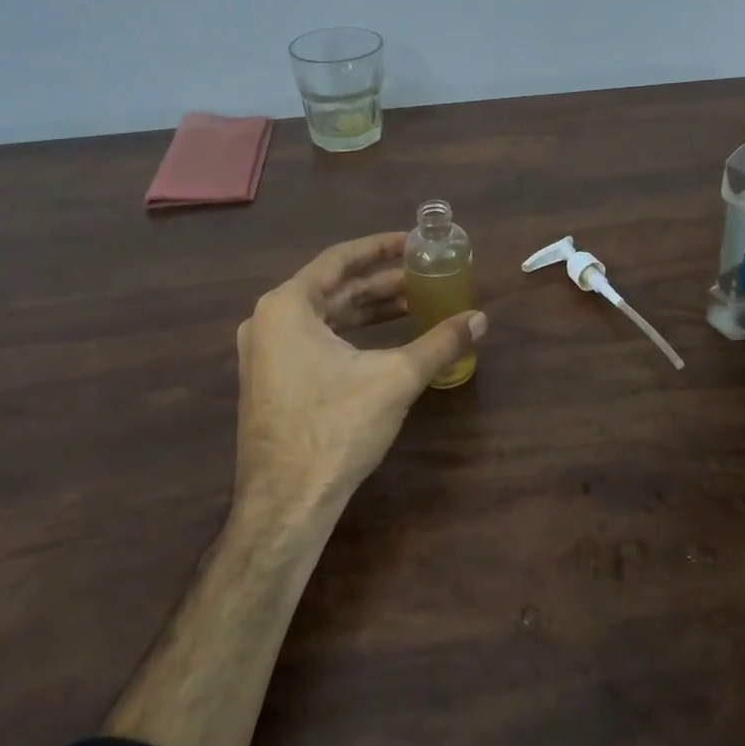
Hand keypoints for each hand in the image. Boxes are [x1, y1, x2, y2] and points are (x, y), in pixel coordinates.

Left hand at [233, 232, 485, 524]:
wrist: (286, 504)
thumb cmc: (336, 427)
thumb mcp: (396, 378)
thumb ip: (440, 343)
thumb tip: (480, 319)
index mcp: (287, 305)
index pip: (340, 259)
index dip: (380, 248)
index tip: (413, 242)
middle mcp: (268, 321)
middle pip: (334, 288)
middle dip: (380, 282)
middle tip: (423, 274)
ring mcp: (264, 354)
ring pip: (325, 316)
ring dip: (369, 309)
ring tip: (413, 303)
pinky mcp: (270, 381)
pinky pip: (315, 340)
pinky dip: (351, 334)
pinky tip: (384, 341)